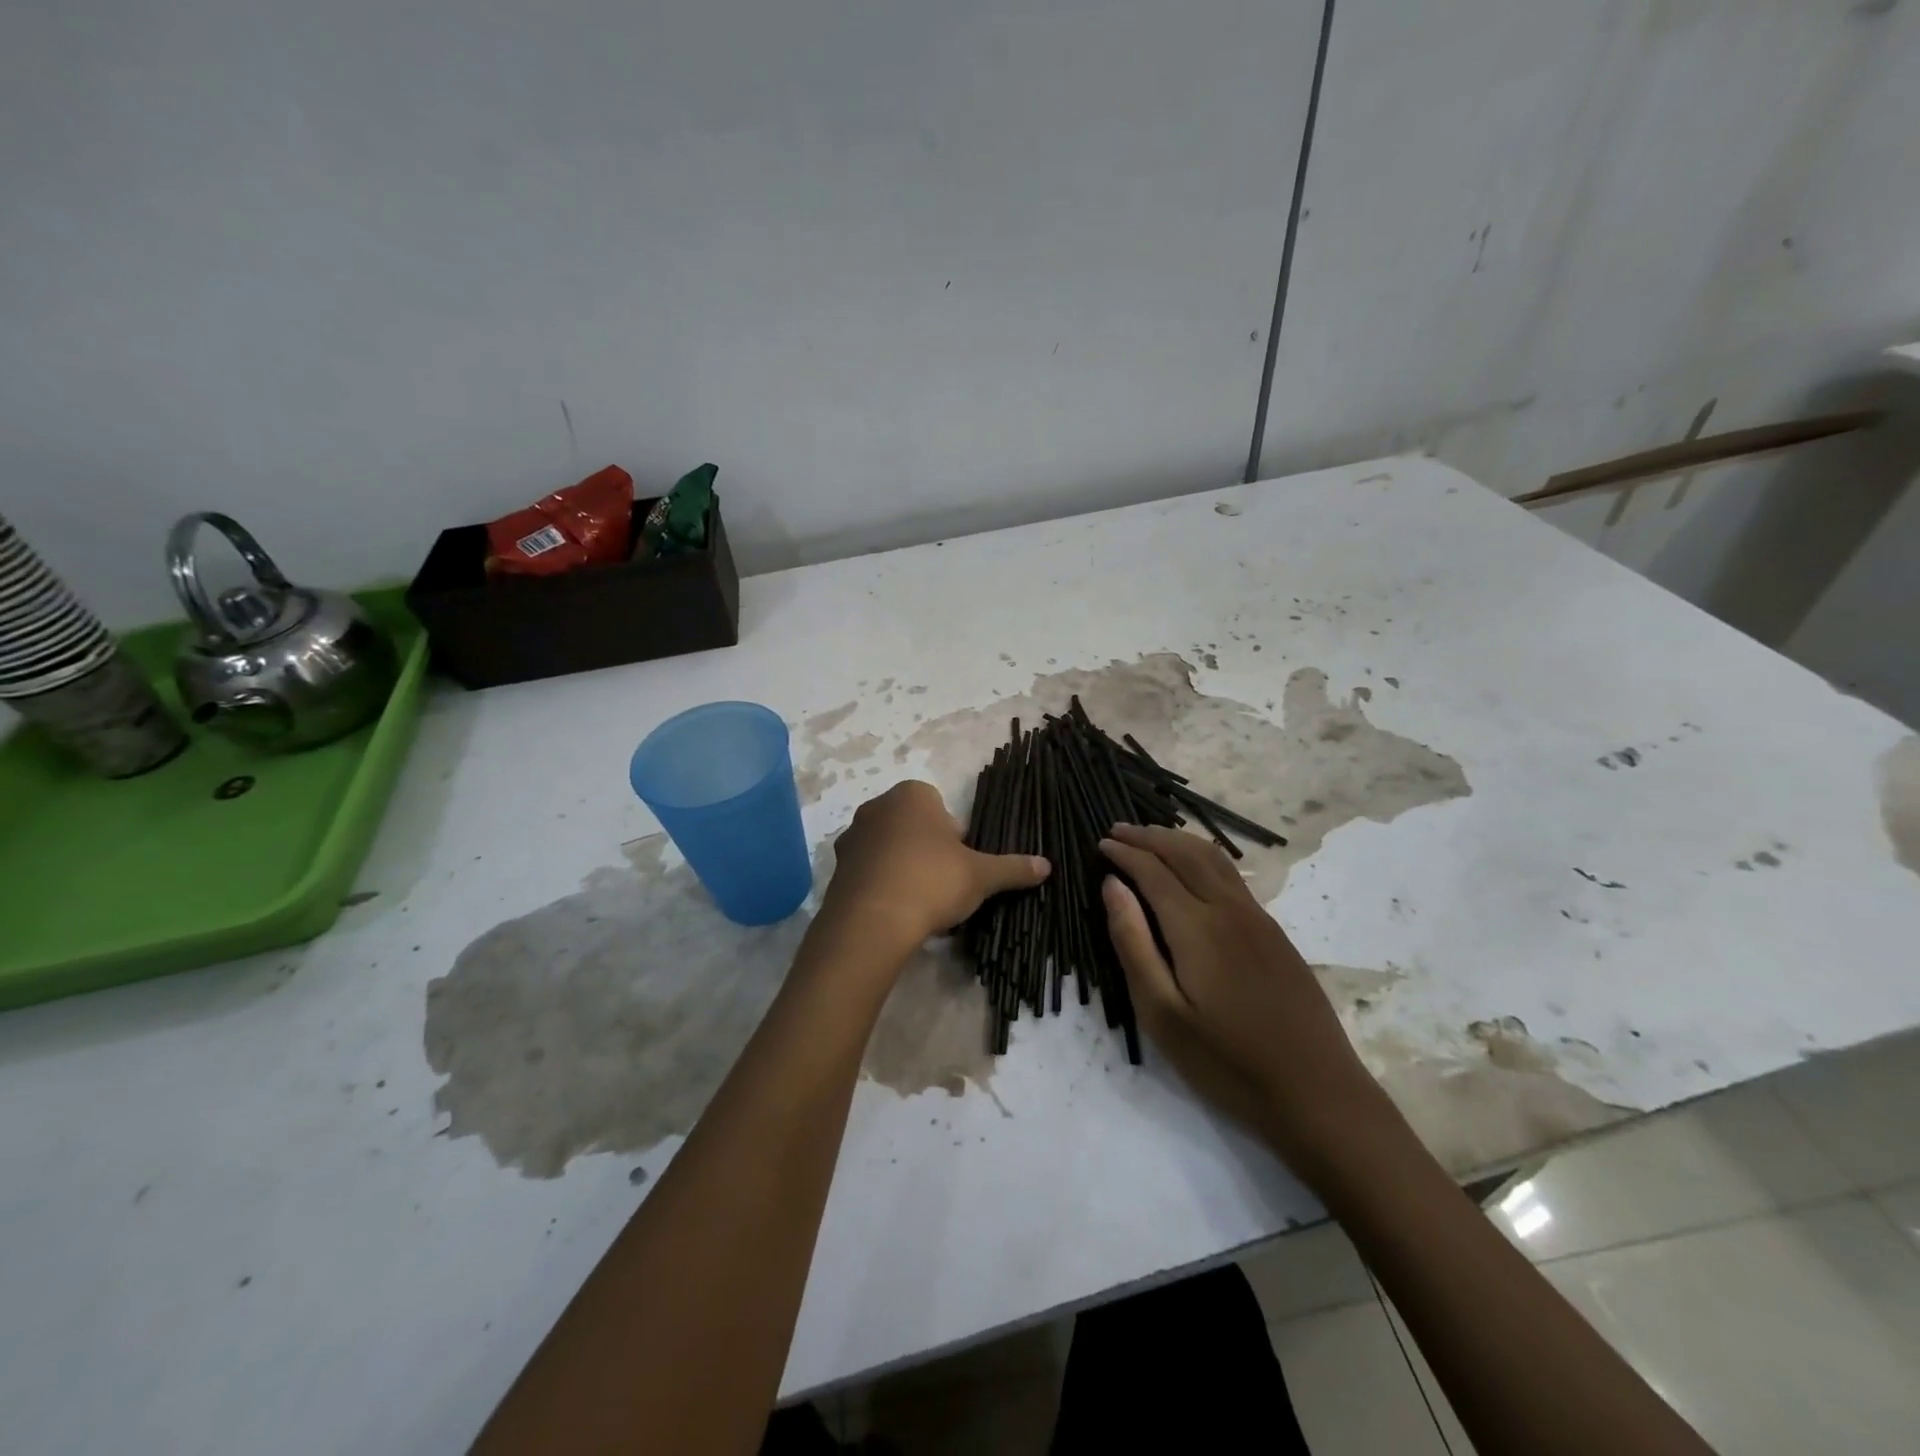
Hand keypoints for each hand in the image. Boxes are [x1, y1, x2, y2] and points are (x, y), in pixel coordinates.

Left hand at [821, 781, 1049, 958]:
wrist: (872, 921)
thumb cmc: (932, 881)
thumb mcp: (981, 875)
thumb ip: (1013, 867)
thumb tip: (1047, 866)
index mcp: (912, 795)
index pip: (940, 808)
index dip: (955, 837)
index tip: (960, 864)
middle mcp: (877, 807)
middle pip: (914, 826)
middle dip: (929, 850)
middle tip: (944, 883)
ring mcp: (853, 836)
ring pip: (889, 848)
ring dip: (903, 867)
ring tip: (920, 902)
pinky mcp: (837, 868)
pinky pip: (868, 871)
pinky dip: (882, 886)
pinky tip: (896, 911)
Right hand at [1099, 824, 1390, 1171]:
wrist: (1317, 1093)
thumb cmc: (1227, 1062)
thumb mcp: (1162, 1014)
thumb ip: (1133, 943)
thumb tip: (1112, 886)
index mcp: (1197, 927)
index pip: (1153, 870)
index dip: (1124, 853)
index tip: (1100, 844)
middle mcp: (1229, 909)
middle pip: (1185, 852)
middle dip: (1148, 836)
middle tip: (1118, 831)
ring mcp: (1258, 919)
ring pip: (1214, 859)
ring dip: (1177, 841)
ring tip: (1150, 838)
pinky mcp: (1275, 933)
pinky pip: (1232, 876)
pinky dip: (1203, 857)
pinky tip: (1193, 870)